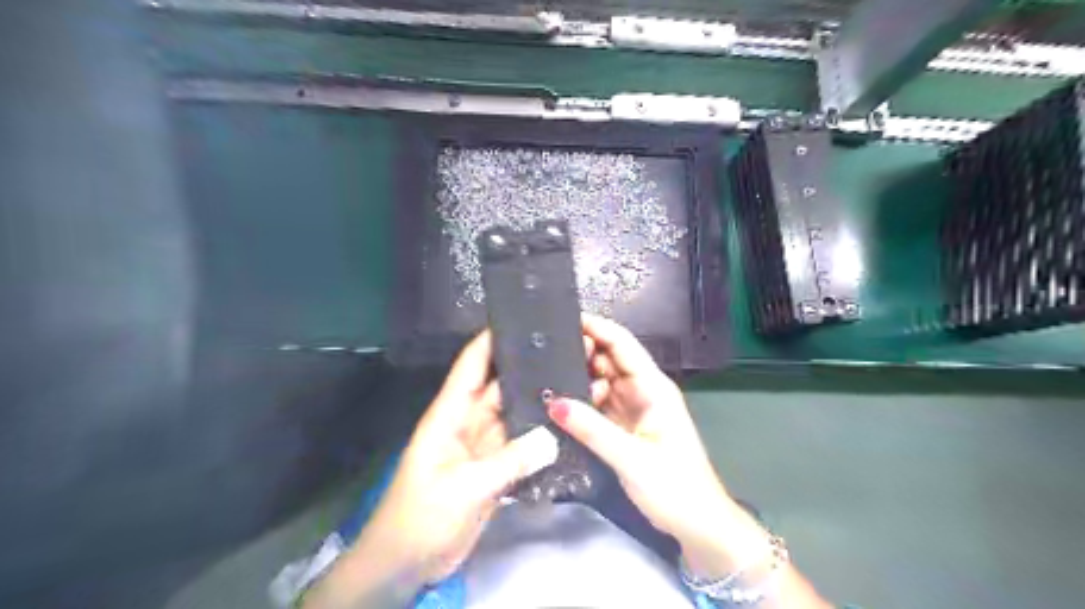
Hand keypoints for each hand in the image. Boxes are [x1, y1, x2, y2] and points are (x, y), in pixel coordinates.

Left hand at [304, 333, 559, 608]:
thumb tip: (553, 436)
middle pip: (498, 388)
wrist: (405, 566)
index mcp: (449, 416)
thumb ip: (509, 461)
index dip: (490, 341)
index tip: (521, 320)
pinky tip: (563, 428)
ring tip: (571, 383)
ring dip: (535, 403)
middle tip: (564, 352)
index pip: (470, 367)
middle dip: (525, 370)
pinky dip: (538, 438)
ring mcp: (481, 448)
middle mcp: (467, 424)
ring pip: (512, 416)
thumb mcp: (464, 488)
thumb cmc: (420, 518)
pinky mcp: (493, 470)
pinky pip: (518, 447)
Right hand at [547, 314, 732, 542]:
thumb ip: (592, 430)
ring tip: (544, 373)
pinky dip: (580, 400)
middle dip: (581, 351)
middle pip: (608, 359)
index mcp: (653, 387)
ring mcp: (633, 408)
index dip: (597, 327)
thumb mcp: (631, 458)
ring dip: (577, 376)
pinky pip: (598, 404)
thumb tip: (554, 403)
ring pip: (600, 381)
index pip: (622, 344)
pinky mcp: (624, 426)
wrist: (697, 524)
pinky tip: (558, 400)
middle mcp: (643, 390)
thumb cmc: (674, 487)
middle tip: (543, 352)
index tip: (564, 318)